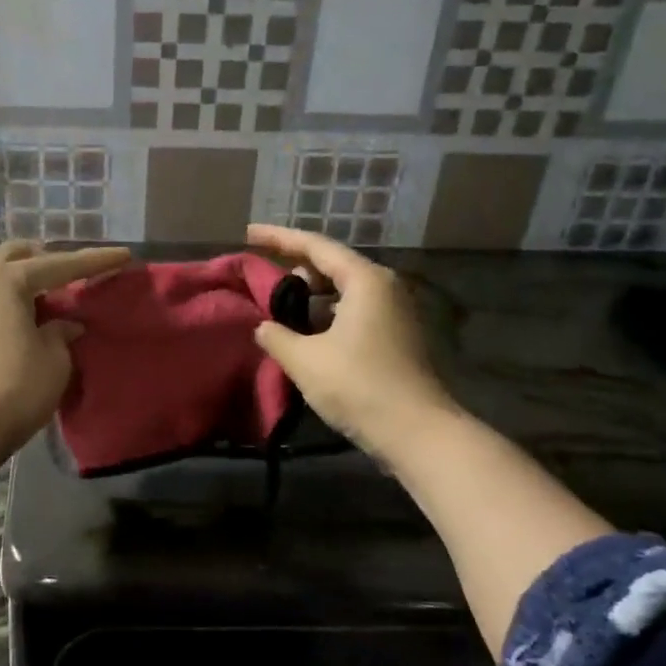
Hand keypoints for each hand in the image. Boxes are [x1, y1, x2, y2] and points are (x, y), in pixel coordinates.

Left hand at [0, 240, 130, 479]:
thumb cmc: (14, 389)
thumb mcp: (54, 360)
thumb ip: (63, 333)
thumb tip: (65, 325)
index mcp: (7, 280)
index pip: (59, 264)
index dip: (95, 261)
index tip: (124, 255)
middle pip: (18, 256)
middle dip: (48, 259)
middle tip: (75, 274)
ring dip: (26, 280)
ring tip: (53, 298)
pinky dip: (10, 299)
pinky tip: (27, 319)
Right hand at [246, 224, 458, 458]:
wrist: (417, 432)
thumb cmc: (358, 386)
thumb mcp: (305, 360)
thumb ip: (276, 336)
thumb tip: (264, 326)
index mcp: (365, 280)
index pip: (314, 246)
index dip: (278, 238)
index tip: (249, 233)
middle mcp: (384, 287)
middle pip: (332, 266)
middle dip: (295, 271)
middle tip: (264, 282)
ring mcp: (395, 312)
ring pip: (344, 292)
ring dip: (311, 298)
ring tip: (281, 312)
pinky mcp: (397, 336)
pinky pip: (355, 312)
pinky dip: (328, 316)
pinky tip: (308, 336)